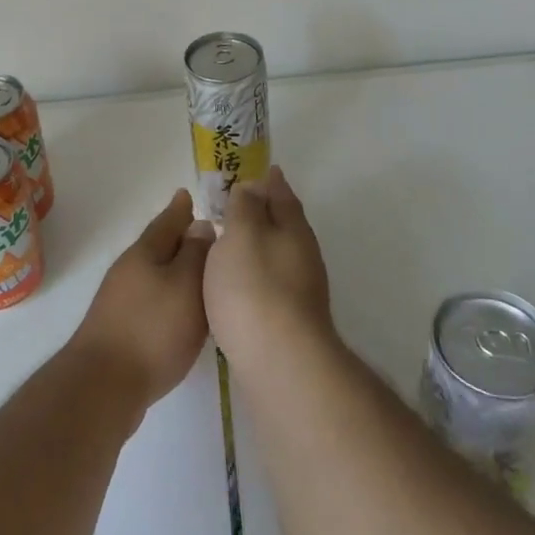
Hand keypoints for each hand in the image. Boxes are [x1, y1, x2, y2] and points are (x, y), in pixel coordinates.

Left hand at [68, 189, 214, 413]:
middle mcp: (129, 271)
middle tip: (203, 232)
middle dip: (179, 238)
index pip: (167, 221)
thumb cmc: (152, 330)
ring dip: (174, 269)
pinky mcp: (120, 329)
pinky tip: (180, 312)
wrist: (102, 387)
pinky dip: (167, 297)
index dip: (180, 209)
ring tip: (199, 272)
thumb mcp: (185, 285)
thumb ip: (196, 254)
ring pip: (154, 274)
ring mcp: (120, 301)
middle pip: (158, 247)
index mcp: (145, 253)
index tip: (188, 194)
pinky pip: (150, 300)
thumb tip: (200, 225)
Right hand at [204, 166, 334, 374]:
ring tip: (231, 243)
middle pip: (284, 224)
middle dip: (264, 212)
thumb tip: (253, 185)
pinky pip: (271, 282)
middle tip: (237, 205)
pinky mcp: (291, 320)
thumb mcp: (242, 235)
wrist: (281, 362)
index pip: (281, 194)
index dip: (268, 181)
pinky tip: (238, 284)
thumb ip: (244, 207)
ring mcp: (301, 289)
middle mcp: (303, 254)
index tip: (255, 172)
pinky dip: (256, 274)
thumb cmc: (254, 288)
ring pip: (277, 254)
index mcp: (293, 228)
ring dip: (259, 245)